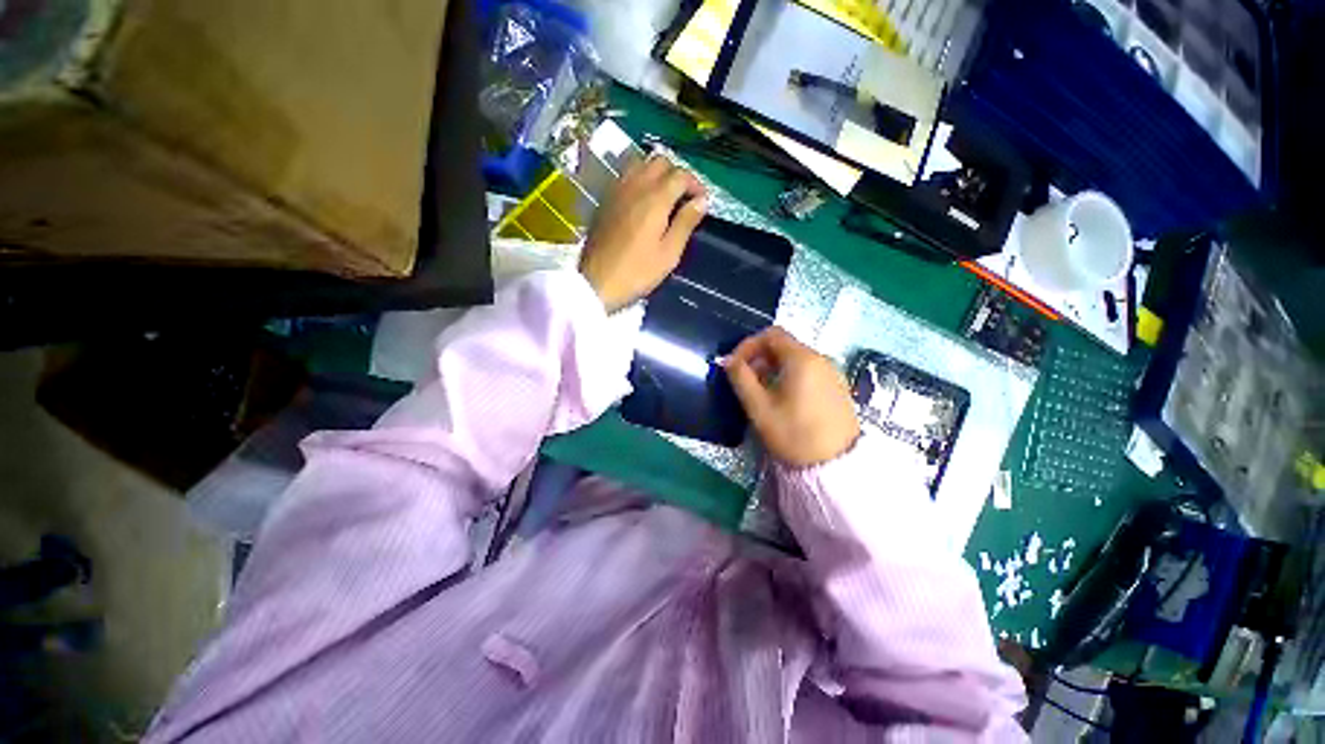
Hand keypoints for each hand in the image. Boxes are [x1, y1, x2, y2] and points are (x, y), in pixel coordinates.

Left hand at [580, 155, 707, 311]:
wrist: (597, 282)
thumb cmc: (638, 272)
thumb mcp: (669, 254)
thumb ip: (686, 223)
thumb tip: (702, 201)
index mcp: (655, 199)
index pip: (680, 175)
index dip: (696, 184)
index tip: (702, 202)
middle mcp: (635, 186)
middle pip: (660, 162)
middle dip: (677, 175)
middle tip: (684, 198)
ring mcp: (617, 190)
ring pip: (640, 164)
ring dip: (656, 173)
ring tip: (664, 196)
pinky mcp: (605, 199)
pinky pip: (625, 176)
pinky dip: (640, 179)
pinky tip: (643, 201)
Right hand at [724, 327, 859, 467]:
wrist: (836, 466)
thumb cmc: (793, 434)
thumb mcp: (759, 407)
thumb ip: (741, 378)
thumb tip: (727, 360)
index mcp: (802, 359)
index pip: (771, 334)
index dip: (748, 345)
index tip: (735, 365)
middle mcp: (821, 359)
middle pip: (784, 345)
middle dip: (759, 357)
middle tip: (745, 379)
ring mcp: (832, 373)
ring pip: (796, 358)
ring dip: (773, 367)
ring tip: (760, 390)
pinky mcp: (837, 387)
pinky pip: (808, 371)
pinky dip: (789, 375)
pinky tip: (782, 398)